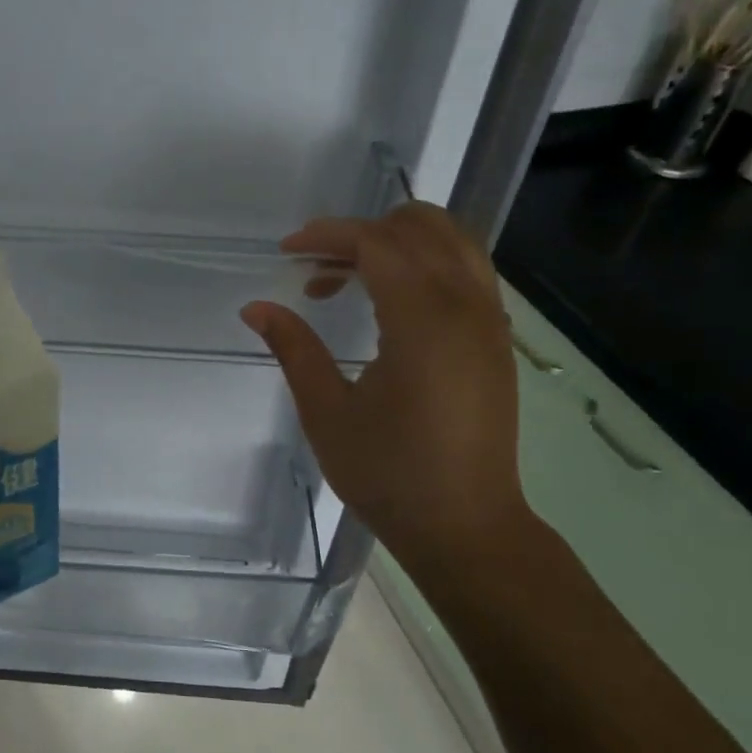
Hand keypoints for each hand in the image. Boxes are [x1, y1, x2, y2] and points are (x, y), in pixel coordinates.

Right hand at [240, 202, 532, 573]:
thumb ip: (294, 349)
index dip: (328, 235)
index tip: (287, 251)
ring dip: (398, 241)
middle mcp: (466, 305)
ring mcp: (490, 320)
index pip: (377, 242)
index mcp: (424, 320)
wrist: (464, 525)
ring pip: (453, 240)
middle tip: (317, 267)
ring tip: (351, 275)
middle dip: (362, 232)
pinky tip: (391, 300)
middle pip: (420, 227)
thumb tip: (255, 308)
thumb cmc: (389, 473)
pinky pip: (467, 269)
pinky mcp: (496, 339)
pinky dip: (427, 262)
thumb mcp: (327, 412)